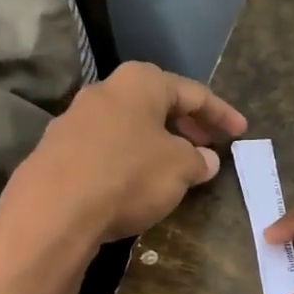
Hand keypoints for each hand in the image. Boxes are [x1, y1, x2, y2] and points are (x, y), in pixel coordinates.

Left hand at [0, 62, 246, 252]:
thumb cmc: (128, 176)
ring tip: (174, 166)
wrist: (52, 211)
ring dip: (156, 142)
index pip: (193, 92)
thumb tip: (205, 160)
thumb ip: (198, 160)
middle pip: (156, 103)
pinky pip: (105, 147)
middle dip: (186, 124)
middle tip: (207, 146)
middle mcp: (105, 91)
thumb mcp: (179, 169)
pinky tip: (135, 182)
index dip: (221, 113)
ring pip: (129, 125)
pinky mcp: (56, 151)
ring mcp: (75, 119)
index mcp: (140, 82)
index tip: (241, 131)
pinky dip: (128, 158)